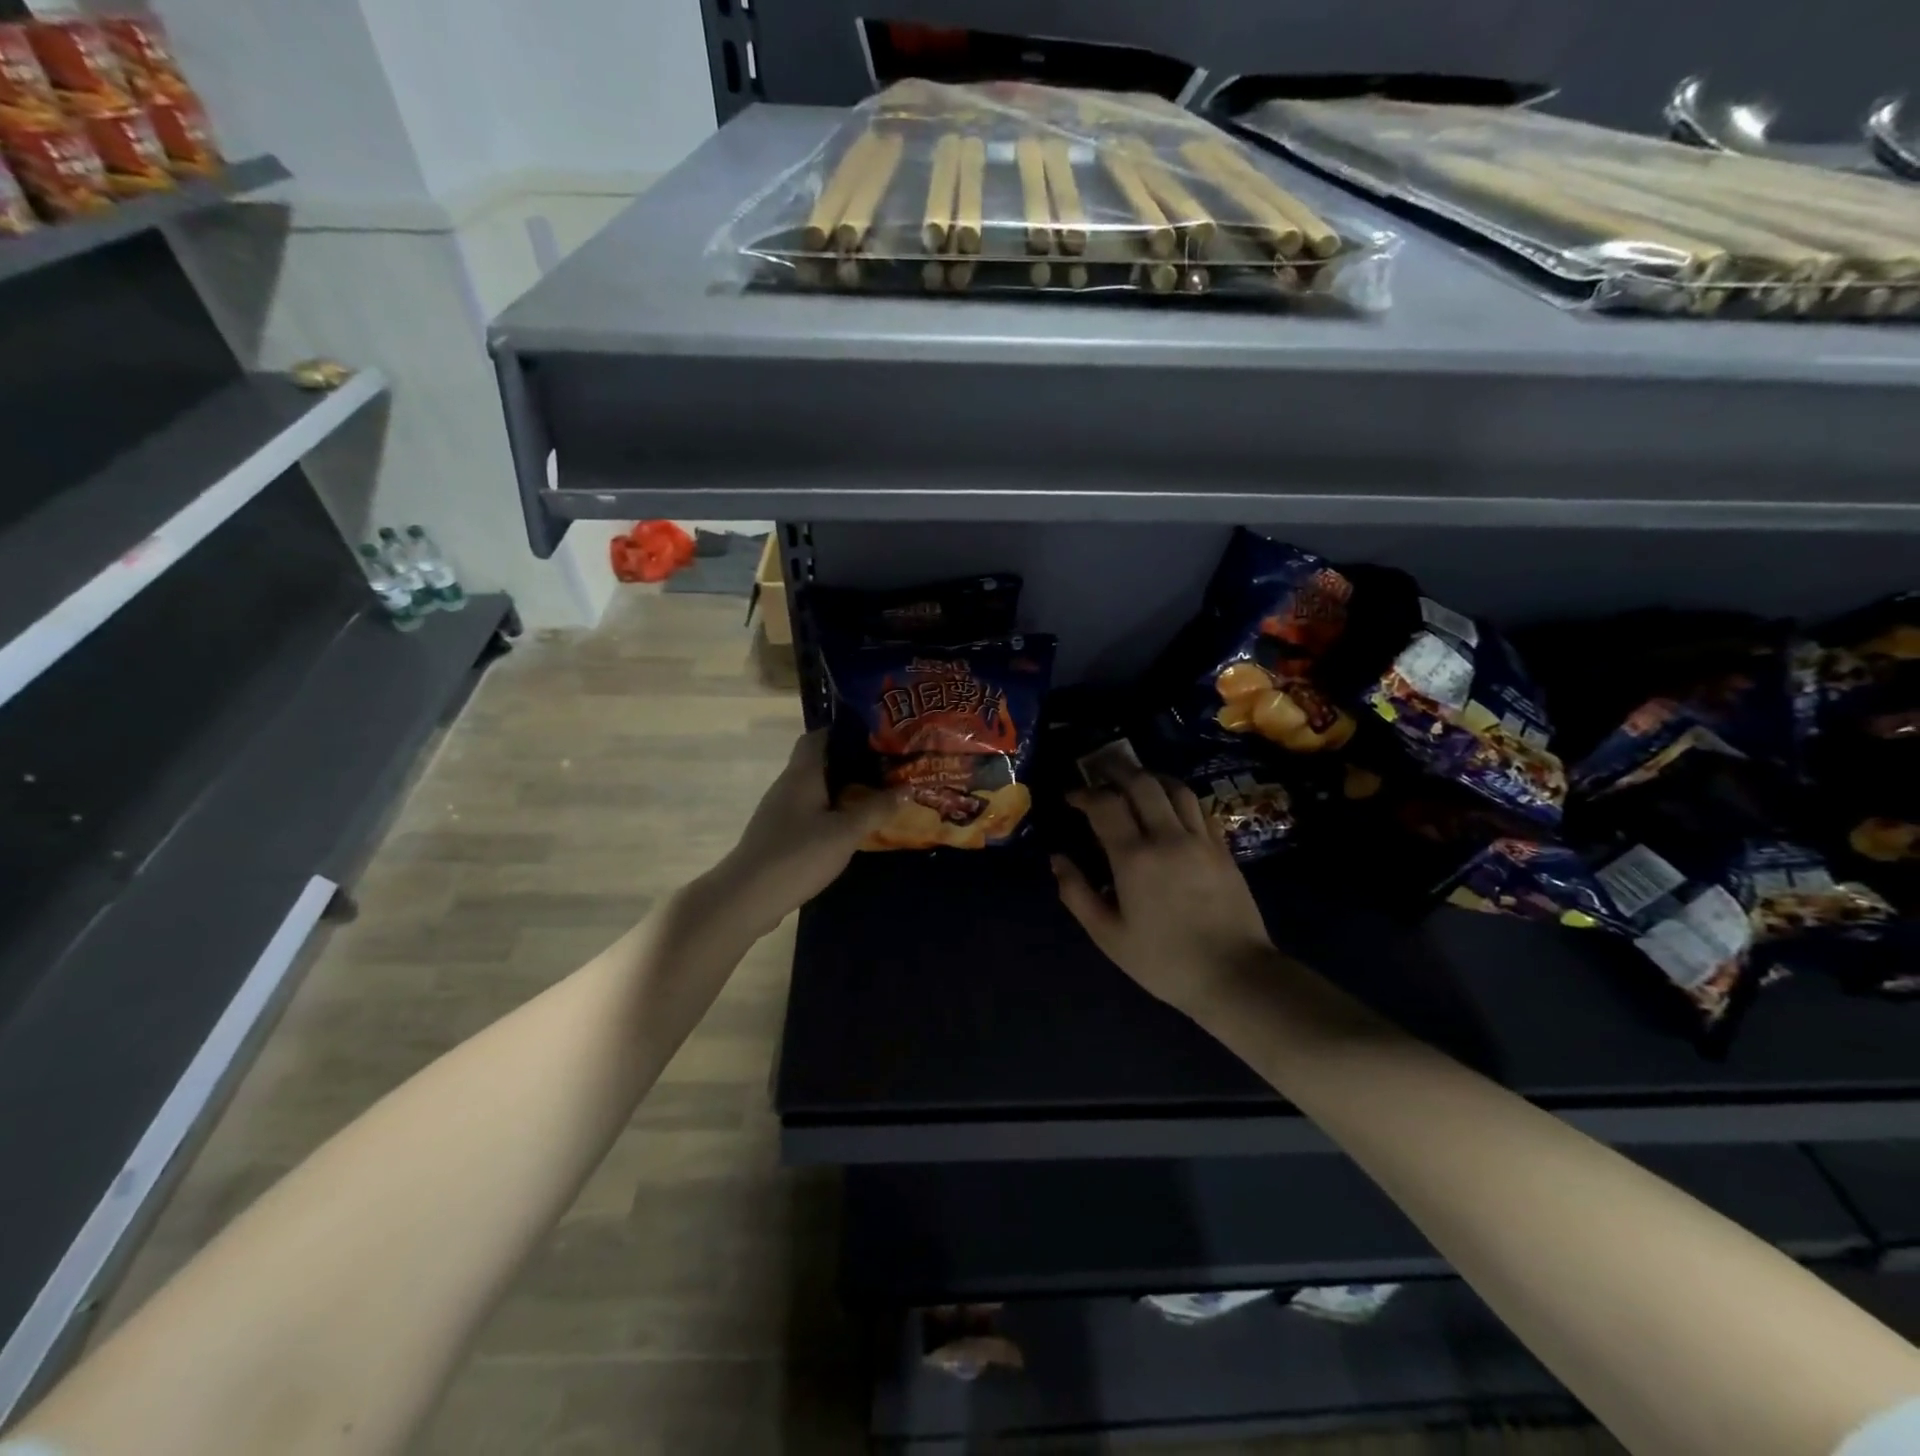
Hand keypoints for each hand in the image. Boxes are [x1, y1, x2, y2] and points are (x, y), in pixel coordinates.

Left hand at [715, 729, 899, 934]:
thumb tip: (907, 788)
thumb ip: (876, 809)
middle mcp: (787, 786)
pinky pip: (808, 814)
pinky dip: (829, 815)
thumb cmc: (798, 855)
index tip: (876, 739)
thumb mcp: (845, 832)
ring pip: (814, 791)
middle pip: (819, 764)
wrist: (747, 897)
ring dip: (842, 792)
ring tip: (875, 798)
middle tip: (886, 771)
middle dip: (851, 765)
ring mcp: (779, 812)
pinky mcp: (777, 836)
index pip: (818, 737)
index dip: (844, 733)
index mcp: (802, 774)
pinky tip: (849, 829)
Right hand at [1053, 769, 1276, 1016]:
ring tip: (1133, 780)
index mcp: (1134, 858)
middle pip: (1142, 783)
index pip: (1105, 805)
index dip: (1084, 793)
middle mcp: (1168, 837)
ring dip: (1149, 777)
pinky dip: (1177, 797)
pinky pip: (1198, 807)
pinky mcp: (1223, 848)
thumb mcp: (1108, 936)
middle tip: (1098, 770)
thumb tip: (1057, 859)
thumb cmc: (1164, 961)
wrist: (1235, 976)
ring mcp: (1200, 840)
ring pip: (1175, 788)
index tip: (1071, 797)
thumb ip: (1077, 894)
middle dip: (1116, 770)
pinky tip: (1169, 805)